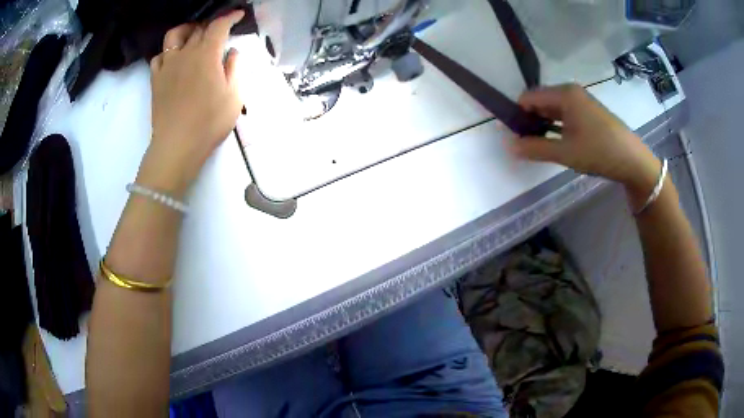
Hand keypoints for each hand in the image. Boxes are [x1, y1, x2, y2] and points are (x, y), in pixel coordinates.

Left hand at [138, 10, 244, 196]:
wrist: (177, 146)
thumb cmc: (209, 123)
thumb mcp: (234, 96)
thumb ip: (234, 68)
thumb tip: (231, 52)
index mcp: (207, 55)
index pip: (219, 26)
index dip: (229, 17)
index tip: (237, 15)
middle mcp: (185, 53)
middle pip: (198, 28)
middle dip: (211, 25)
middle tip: (219, 32)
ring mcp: (167, 65)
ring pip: (174, 36)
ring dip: (186, 31)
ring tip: (192, 37)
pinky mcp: (155, 79)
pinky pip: (159, 56)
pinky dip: (168, 52)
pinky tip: (174, 59)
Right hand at [511, 84, 660, 199]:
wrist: (633, 160)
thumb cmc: (599, 151)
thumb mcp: (565, 153)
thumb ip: (535, 148)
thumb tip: (508, 146)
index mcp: (563, 94)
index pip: (528, 97)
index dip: (518, 114)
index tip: (514, 135)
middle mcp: (571, 92)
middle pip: (540, 101)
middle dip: (530, 120)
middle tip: (525, 143)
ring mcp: (582, 102)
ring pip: (553, 109)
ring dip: (543, 125)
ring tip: (539, 145)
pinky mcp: (589, 113)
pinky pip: (565, 114)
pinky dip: (557, 126)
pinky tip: (557, 142)